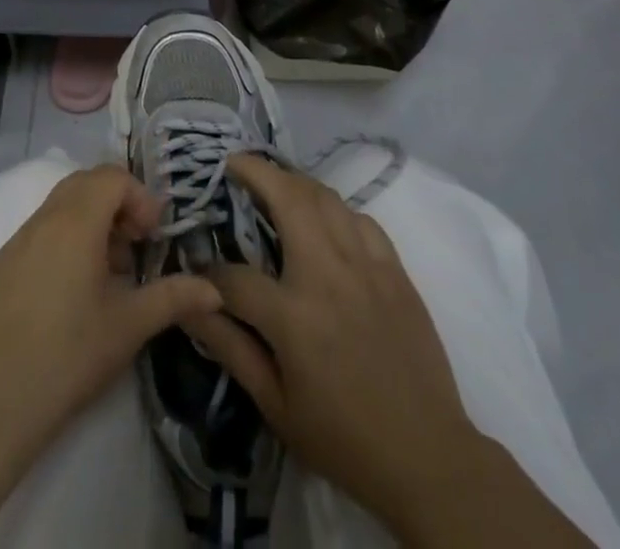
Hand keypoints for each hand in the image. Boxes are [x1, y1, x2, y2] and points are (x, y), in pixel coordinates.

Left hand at [0, 164, 221, 471]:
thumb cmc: (67, 356)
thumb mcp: (128, 326)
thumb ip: (173, 298)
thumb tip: (214, 291)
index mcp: (75, 221)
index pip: (112, 177)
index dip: (140, 197)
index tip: (154, 236)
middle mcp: (44, 218)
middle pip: (86, 183)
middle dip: (118, 204)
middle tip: (137, 246)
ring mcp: (18, 239)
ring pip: (62, 204)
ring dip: (93, 221)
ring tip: (111, 272)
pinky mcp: (3, 263)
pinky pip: (43, 228)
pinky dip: (68, 237)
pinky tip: (76, 289)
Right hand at [184, 154, 470, 536]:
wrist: (427, 456)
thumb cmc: (344, 438)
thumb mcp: (276, 406)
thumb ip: (231, 350)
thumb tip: (191, 308)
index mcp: (293, 315)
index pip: (234, 275)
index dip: (210, 270)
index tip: (199, 268)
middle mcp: (328, 275)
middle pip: (287, 197)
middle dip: (255, 172)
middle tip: (235, 164)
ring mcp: (366, 266)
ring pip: (325, 197)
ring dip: (294, 181)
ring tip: (274, 181)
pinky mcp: (395, 270)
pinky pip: (361, 219)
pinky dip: (336, 209)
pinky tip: (326, 218)